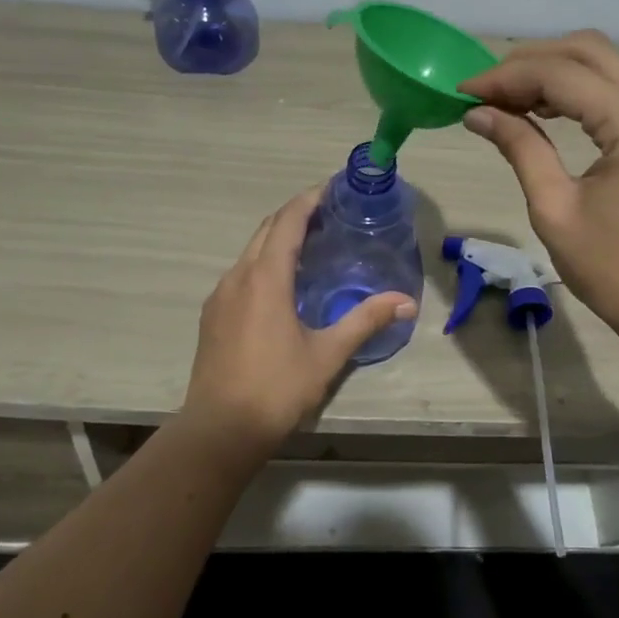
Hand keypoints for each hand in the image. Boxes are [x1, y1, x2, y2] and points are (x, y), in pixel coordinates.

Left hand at [180, 188, 417, 460]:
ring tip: (310, 244)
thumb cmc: (277, 388)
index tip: (332, 187)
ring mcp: (220, 296)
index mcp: (265, 278)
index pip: (288, 222)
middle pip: (266, 229)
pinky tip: (281, 284)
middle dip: (295, 214)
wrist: (220, 430)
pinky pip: (241, 274)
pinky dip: (263, 263)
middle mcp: (238, 277)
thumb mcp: (327, 354)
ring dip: (277, 238)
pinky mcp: (213, 316)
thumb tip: (406, 301)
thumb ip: (365, 321)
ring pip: (250, 251)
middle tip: (328, 213)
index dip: (309, 200)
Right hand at [459, 31, 618, 348]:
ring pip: (606, 65)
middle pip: (588, 50)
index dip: (505, 78)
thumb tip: (478, 113)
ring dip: (554, 72)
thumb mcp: (555, 210)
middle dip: (530, 62)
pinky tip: (547, 111)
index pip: (561, 75)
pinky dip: (581, 91)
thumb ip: (520, 148)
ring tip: (507, 100)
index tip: (463, 92)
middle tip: (485, 90)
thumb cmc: (616, 272)